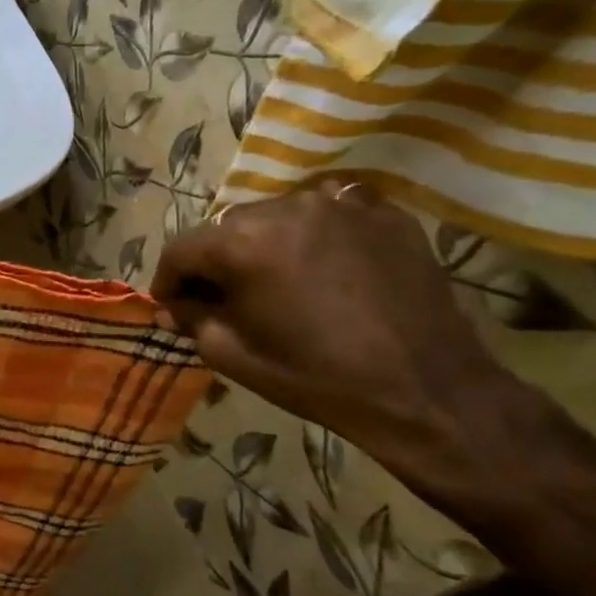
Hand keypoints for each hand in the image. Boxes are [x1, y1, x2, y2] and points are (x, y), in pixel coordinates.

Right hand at [151, 182, 522, 476]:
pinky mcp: (385, 214)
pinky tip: (324, 268)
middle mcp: (286, 209)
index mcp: (242, 244)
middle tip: (224, 297)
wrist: (427, 391)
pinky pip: (330, 214)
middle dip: (216, 261)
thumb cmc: (316, 378)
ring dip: (264, 244)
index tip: (172, 306)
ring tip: (277, 281)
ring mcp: (342, 205)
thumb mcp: (232, 355)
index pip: (181, 249)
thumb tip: (174, 306)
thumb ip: (192, 319)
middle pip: (226, 228)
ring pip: (277, 216)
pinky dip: (315, 236)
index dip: (168, 280)